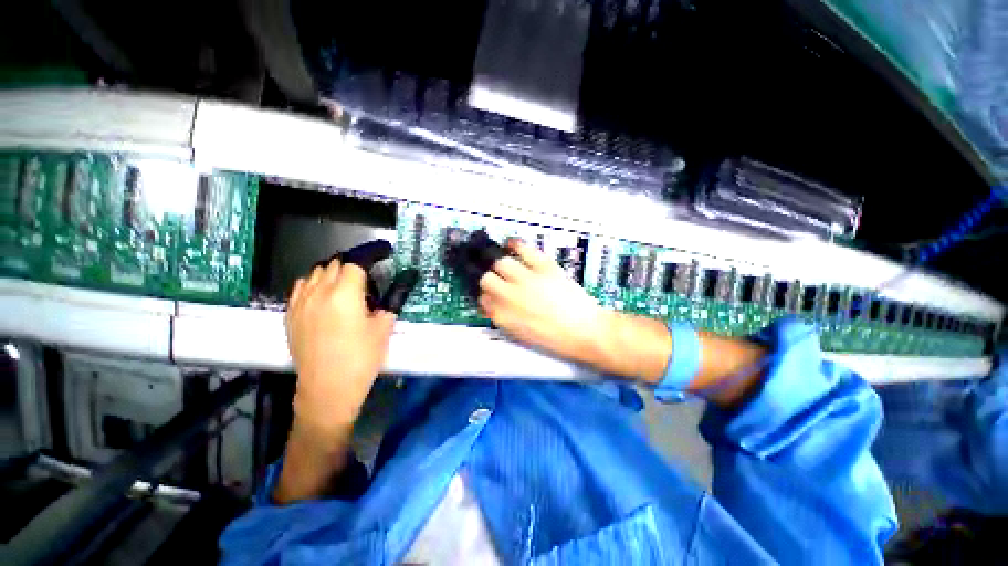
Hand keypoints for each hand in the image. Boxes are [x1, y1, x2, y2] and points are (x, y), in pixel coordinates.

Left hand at [286, 258, 394, 436]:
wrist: (327, 389)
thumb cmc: (361, 359)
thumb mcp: (384, 328)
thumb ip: (389, 302)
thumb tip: (396, 287)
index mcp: (345, 295)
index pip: (357, 262)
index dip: (372, 255)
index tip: (384, 254)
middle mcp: (319, 293)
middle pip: (336, 264)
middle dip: (355, 264)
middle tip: (369, 276)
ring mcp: (301, 303)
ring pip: (317, 273)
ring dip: (334, 272)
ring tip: (347, 285)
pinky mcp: (290, 315)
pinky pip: (301, 287)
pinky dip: (315, 284)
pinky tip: (324, 295)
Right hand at [478, 240, 610, 364]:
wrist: (585, 331)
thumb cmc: (554, 338)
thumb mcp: (522, 335)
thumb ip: (504, 318)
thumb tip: (492, 305)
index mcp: (504, 317)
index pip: (483, 300)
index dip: (487, 296)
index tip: (493, 295)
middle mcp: (509, 297)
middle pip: (486, 279)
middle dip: (490, 279)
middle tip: (499, 280)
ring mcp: (526, 280)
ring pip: (501, 263)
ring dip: (501, 265)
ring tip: (507, 265)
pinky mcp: (543, 267)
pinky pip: (523, 249)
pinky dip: (515, 244)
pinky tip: (512, 244)